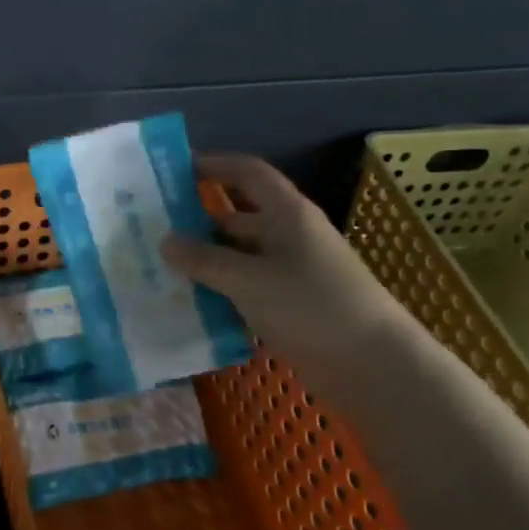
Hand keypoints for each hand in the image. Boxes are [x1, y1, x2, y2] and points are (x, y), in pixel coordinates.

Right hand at [162, 154, 401, 372]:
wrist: (373, 364)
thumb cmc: (311, 307)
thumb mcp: (249, 280)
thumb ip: (205, 260)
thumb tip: (166, 240)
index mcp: (287, 214)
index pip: (248, 173)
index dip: (214, 165)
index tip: (175, 170)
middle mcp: (290, 235)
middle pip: (239, 216)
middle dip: (199, 220)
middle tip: (155, 229)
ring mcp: (292, 271)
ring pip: (241, 256)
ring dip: (207, 260)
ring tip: (163, 268)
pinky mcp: (292, 304)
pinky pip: (248, 287)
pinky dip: (223, 290)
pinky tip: (192, 304)